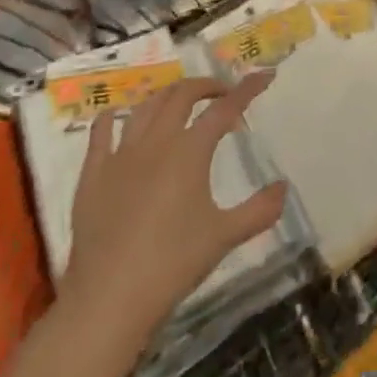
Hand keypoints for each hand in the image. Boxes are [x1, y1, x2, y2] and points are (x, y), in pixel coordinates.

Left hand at [64, 74, 287, 343]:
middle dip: (208, 86)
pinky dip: (116, 115)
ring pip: (146, 106)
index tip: (265, 75)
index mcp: (189, 151)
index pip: (225, 108)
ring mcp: (120, 155)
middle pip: (183, 95)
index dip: (248, 88)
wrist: (108, 300)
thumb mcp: (224, 237)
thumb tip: (284, 188)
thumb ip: (259, 210)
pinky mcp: (93, 174)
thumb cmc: (172, 265)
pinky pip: (102, 131)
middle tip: (224, 94)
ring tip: (182, 102)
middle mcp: (156, 142)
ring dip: (169, 95)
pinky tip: (122, 115)